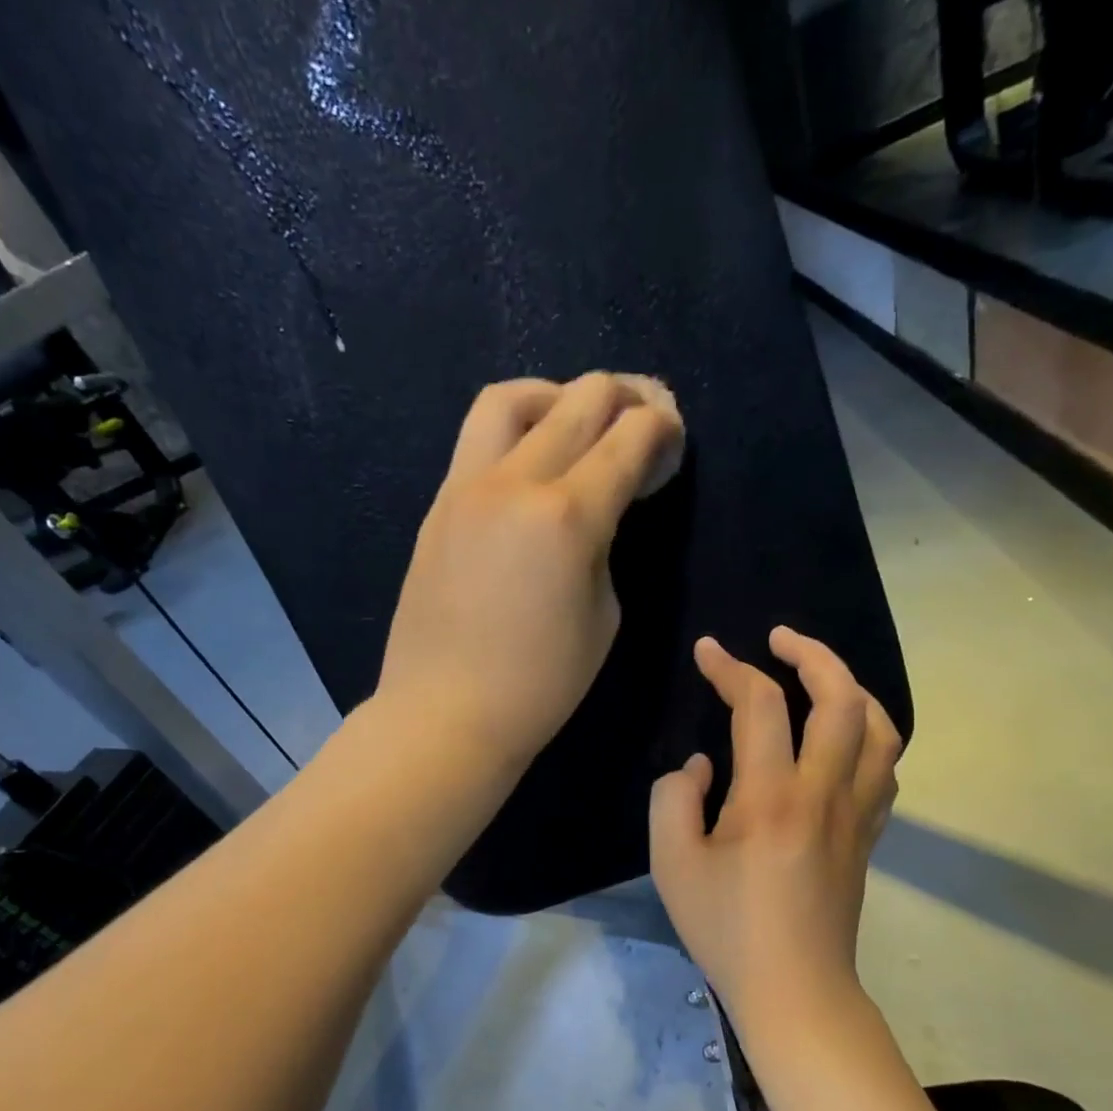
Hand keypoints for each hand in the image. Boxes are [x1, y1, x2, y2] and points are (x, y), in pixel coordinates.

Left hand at [376, 372, 685, 773]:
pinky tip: (533, 458)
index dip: (662, 428)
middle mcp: (515, 482)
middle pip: (579, 399)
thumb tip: (596, 509)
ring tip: (579, 419)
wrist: (445, 713)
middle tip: (644, 416)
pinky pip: (478, 438)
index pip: (628, 438)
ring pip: (513, 398)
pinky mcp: (439, 504)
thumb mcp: (602, 615)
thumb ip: (604, 545)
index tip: (673, 438)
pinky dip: (517, 428)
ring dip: (558, 394)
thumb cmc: (540, 684)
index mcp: (567, 516)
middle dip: (625, 396)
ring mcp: (467, 487)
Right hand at [650, 629, 901, 1028]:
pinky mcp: (868, 835)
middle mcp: (824, 793)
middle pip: (842, 699)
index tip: (707, 651)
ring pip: (880, 729)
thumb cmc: (727, 929)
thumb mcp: (672, 864)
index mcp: (771, 797)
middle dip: (813, 654)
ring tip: (820, 677)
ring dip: (852, 689)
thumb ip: (674, 799)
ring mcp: (856, 813)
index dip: (730, 668)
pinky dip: (869, 733)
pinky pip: (884, 767)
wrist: (795, 990)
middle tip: (780, 639)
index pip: (759, 706)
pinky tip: (843, 737)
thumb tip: (702, 765)